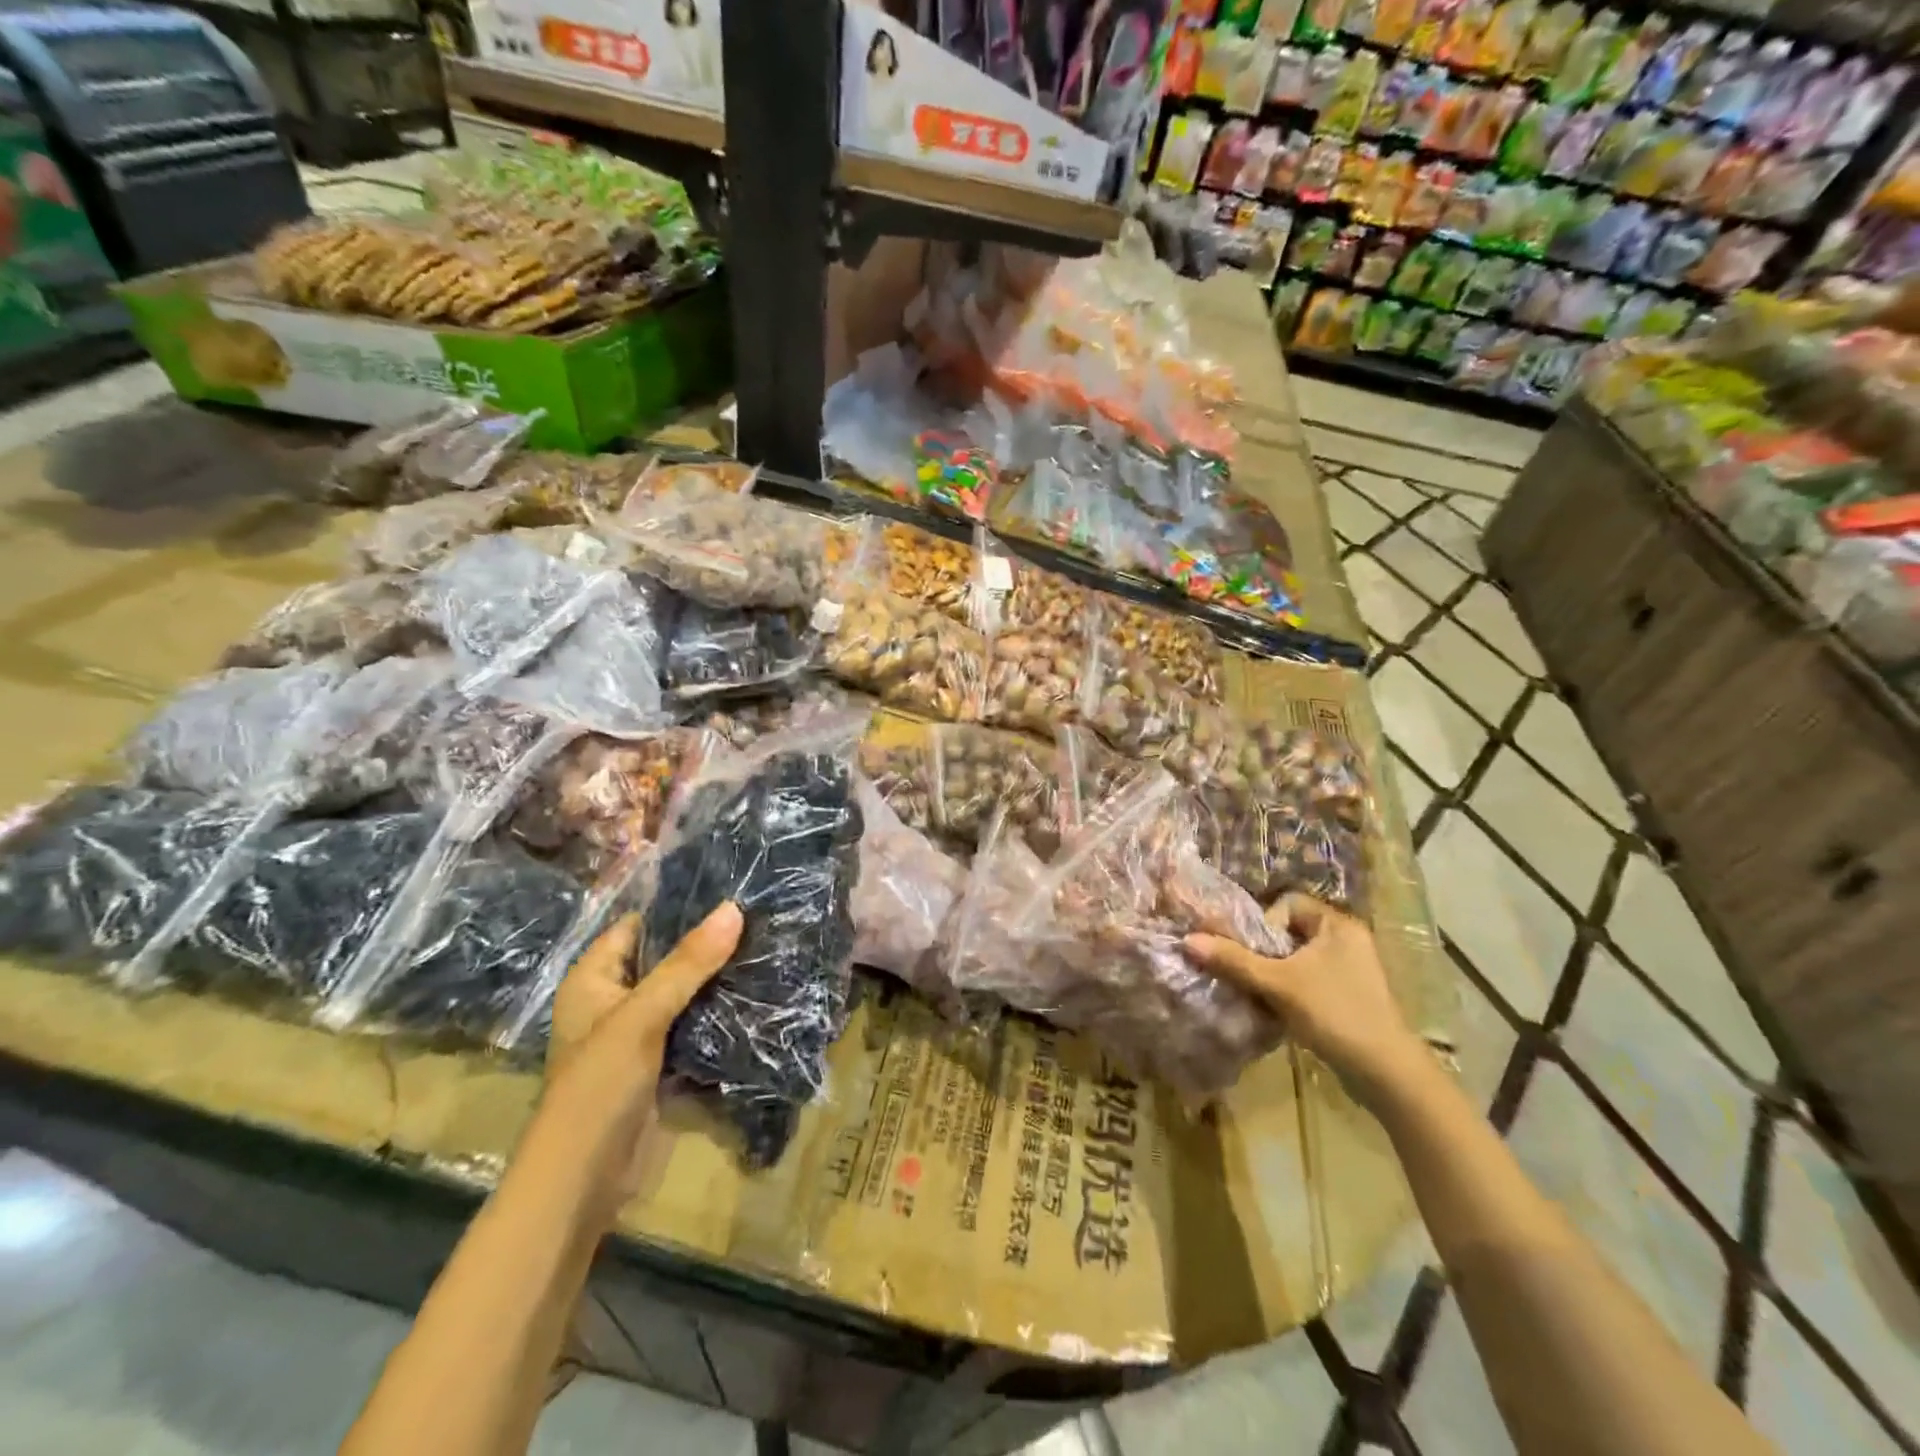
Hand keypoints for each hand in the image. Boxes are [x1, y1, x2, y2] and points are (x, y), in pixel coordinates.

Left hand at [528, 902, 742, 1226]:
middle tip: (761, 912)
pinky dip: (721, 1011)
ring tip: (769, 942)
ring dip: (719, 977)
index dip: (678, 904)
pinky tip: (759, 991)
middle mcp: (615, 1000)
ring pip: (685, 992)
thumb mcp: (641, 1017)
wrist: (584, 1182)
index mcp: (594, 979)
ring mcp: (640, 1033)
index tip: (730, 884)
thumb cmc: (598, 1087)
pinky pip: (696, 1025)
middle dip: (708, 941)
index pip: (639, 924)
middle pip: (666, 958)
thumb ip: (687, 963)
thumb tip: (734, 908)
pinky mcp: (663, 1063)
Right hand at [1186, 896, 1431, 1109]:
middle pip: (1288, 932)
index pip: (1286, 904)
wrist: (1386, 1073)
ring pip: (1295, 959)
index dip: (1261, 922)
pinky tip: (1273, 1008)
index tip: (1249, 949)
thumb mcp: (1278, 984)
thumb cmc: (1334, 1013)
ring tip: (1253, 990)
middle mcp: (1346, 940)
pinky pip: (1307, 980)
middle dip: (1262, 950)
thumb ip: (1233, 960)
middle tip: (1243, 969)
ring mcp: (1350, 970)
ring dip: (1272, 973)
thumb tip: (1187, 940)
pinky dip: (1288, 990)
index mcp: (1337, 924)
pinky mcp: (1348, 996)